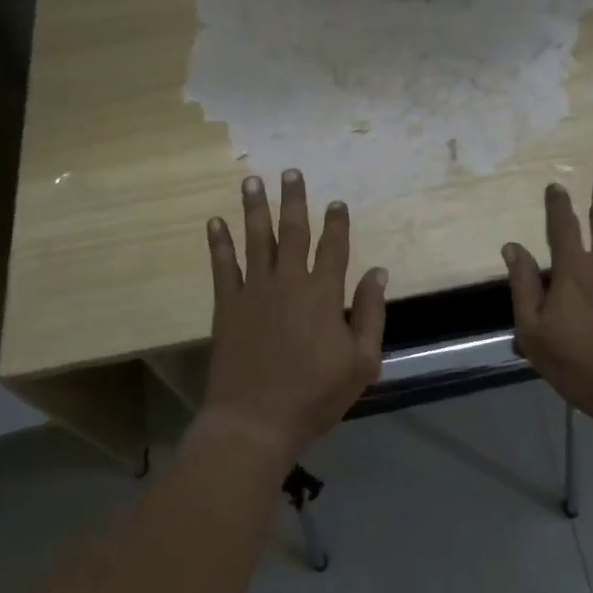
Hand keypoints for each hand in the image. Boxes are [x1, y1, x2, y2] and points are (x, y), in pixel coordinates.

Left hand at [202, 170, 387, 464]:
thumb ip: (371, 314)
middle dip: (294, 200)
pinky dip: (218, 243)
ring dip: (255, 208)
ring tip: (252, 181)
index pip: (334, 248)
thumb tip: (377, 272)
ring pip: (256, 239)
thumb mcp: (362, 362)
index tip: (336, 202)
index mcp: (324, 294)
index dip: (337, 223)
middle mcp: (289, 282)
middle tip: (291, 171)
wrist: (255, 421)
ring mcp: (254, 291)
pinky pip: (222, 266)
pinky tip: (214, 222)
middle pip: (293, 232)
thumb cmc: (315, 396)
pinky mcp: (227, 306)